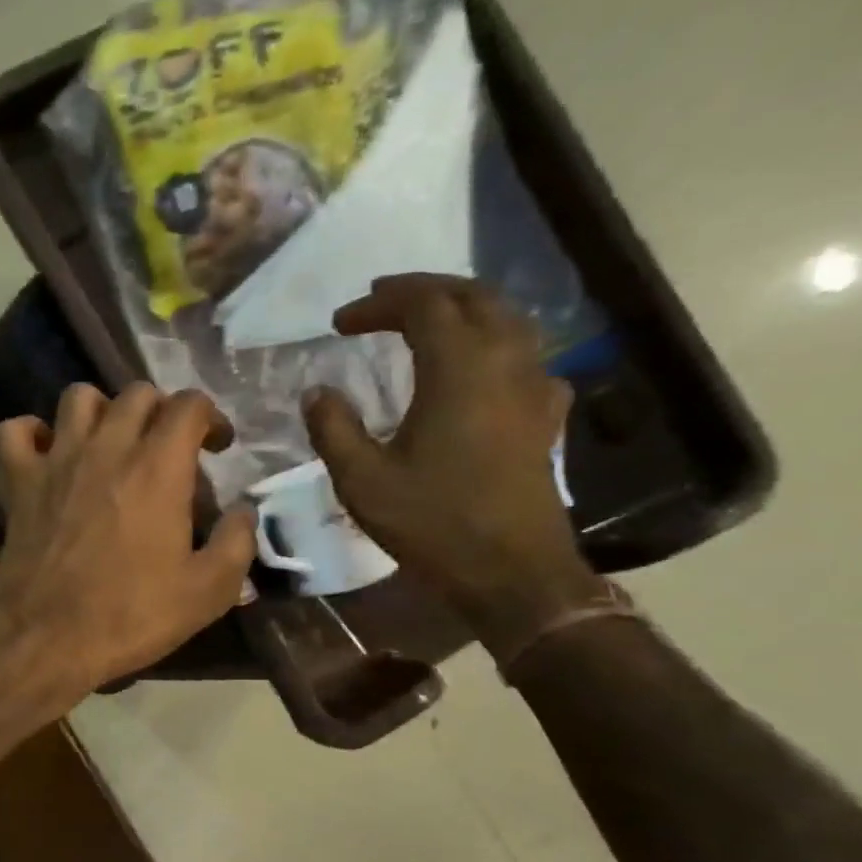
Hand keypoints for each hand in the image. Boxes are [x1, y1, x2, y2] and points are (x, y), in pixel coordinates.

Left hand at [0, 383, 255, 708]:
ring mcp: (56, 460)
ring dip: (100, 410)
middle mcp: (106, 448)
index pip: (189, 404)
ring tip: (110, 442)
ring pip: (77, 397)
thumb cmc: (130, 615)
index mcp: (158, 468)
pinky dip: (31, 433)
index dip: (211, 417)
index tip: (217, 447)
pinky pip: (14, 432)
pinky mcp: (19, 482)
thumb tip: (243, 511)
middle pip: (136, 393)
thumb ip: (237, 542)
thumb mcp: (208, 591)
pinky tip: (47, 453)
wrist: (47, 639)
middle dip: (161, 411)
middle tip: (167, 447)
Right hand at [303, 275, 602, 644]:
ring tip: (424, 322)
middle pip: (472, 297)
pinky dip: (493, 346)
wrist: (512, 571)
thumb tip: (317, 392)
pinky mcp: (545, 416)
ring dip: (462, 309)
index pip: (422, 306)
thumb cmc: (433, 523)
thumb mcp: (362, 480)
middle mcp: (505, 362)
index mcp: (458, 369)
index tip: (340, 323)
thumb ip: (333, 429)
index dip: (379, 303)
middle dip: (424, 290)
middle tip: (381, 300)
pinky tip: (476, 370)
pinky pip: (525, 357)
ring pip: (506, 319)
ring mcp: (534, 387)